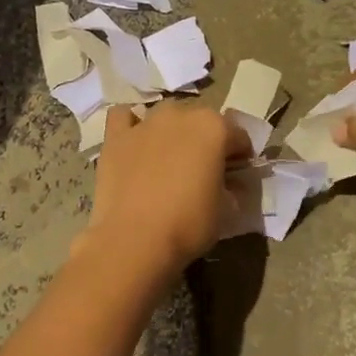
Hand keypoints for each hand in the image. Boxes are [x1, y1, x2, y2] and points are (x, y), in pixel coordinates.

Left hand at [81, 103, 251, 274]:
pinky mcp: (115, 137)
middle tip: (203, 169)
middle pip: (200, 120)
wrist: (134, 240)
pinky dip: (131, 125)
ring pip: (165, 115)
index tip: (237, 175)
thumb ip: (230, 189)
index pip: (238, 136)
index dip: (240, 156)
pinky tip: (135, 142)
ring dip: (172, 130)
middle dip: (206, 140)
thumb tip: (230, 187)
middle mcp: (180, 115)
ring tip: (169, 157)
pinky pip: (123, 117)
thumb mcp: (226, 211)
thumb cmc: (188, 225)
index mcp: (214, 128)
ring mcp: (145, 123)